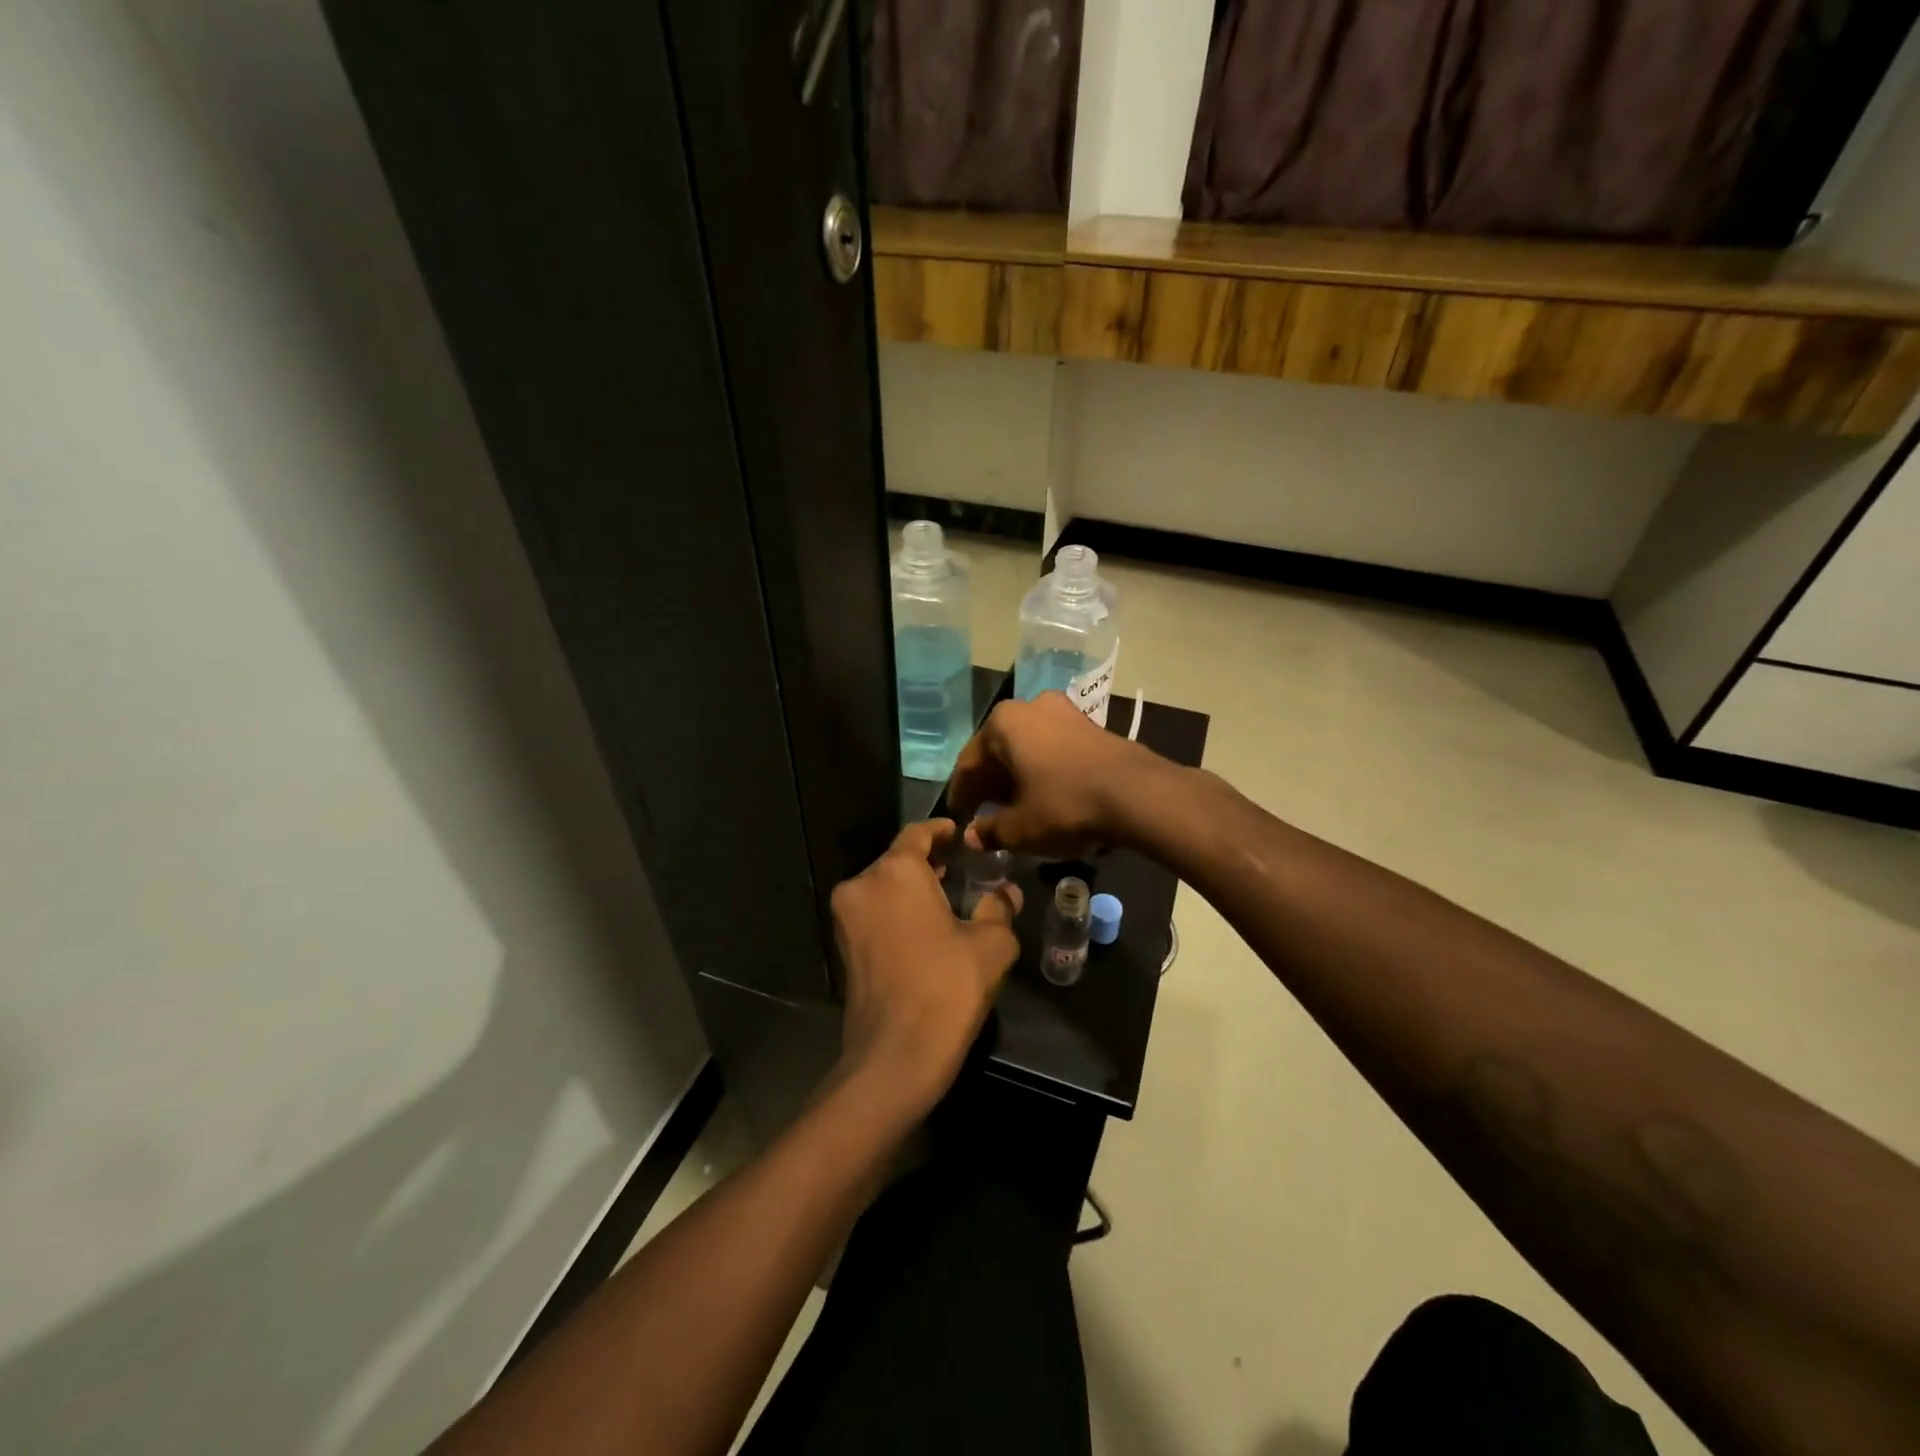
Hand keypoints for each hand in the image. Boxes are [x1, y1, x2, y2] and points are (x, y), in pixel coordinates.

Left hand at [830, 819, 1022, 1120]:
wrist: (895, 1056)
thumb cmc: (947, 988)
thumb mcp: (991, 944)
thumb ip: (999, 907)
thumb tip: (1005, 893)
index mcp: (896, 871)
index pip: (919, 833)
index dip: (943, 831)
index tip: (963, 835)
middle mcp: (862, 884)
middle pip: (898, 859)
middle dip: (930, 861)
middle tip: (964, 869)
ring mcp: (846, 917)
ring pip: (884, 886)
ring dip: (913, 888)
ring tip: (949, 898)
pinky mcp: (841, 946)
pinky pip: (874, 912)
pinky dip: (897, 910)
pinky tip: (926, 927)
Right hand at [946, 691, 1166, 856]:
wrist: (1138, 793)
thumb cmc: (1066, 804)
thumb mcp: (1021, 828)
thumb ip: (991, 830)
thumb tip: (972, 836)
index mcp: (1003, 723)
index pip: (970, 762)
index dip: (962, 794)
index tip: (958, 816)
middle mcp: (1030, 707)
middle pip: (1000, 751)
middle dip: (991, 784)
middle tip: (984, 815)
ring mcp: (1064, 712)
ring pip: (1028, 749)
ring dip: (1018, 777)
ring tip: (1015, 809)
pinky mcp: (1091, 726)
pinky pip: (1053, 750)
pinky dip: (1043, 771)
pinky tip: (1045, 796)